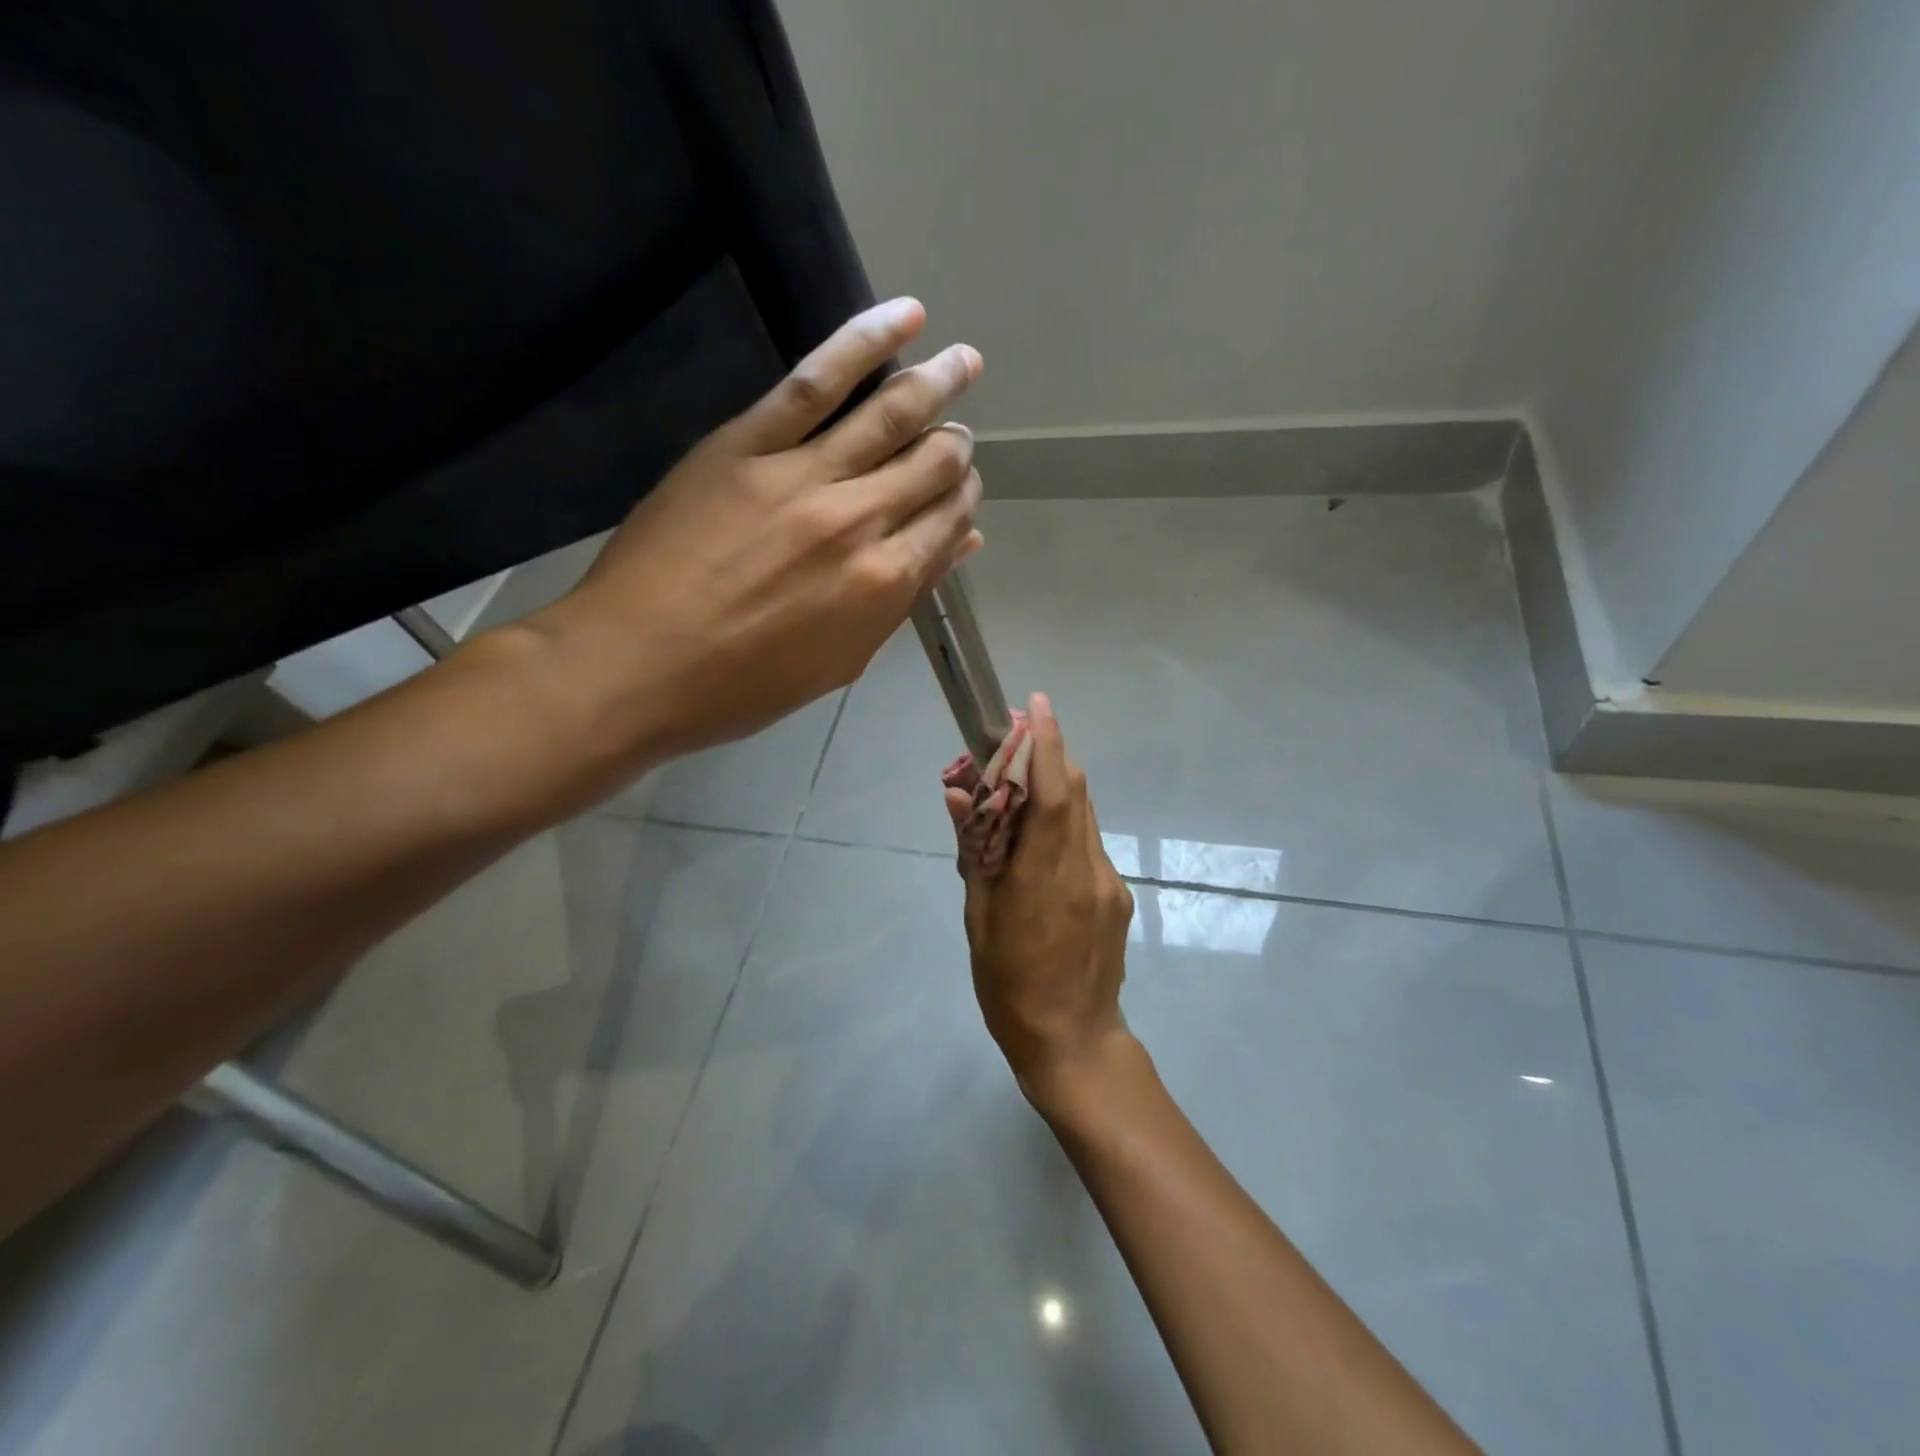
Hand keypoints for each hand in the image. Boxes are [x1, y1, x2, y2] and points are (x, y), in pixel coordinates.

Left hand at [532, 297, 983, 759]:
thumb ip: (902, 601)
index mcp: (884, 583)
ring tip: (966, 361)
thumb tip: (959, 545)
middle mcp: (860, 520)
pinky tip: (907, 317)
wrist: (637, 665)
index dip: (964, 498)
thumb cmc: (742, 685)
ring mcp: (804, 474)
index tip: (962, 487)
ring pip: (890, 413)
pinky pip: (816, 381)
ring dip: (938, 383)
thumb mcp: (840, 660)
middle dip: (956, 446)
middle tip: (958, 436)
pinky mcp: (749, 443)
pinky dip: (864, 342)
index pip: (949, 520)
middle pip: (933, 463)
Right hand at [945, 692, 1135, 1106]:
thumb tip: (959, 795)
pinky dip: (1065, 827)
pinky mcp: (1118, 895)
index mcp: (1044, 875)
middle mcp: (1085, 868)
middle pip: (1074, 791)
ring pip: (1084, 815)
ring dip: (1056, 790)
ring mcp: (1108, 882)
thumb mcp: (979, 918)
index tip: (1037, 703)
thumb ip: (975, 852)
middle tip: (1016, 741)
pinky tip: (1041, 850)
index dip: (1047, 743)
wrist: (1074, 1041)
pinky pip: (1089, 844)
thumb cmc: (1009, 984)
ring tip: (1020, 795)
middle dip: (1050, 756)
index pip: (1052, 792)